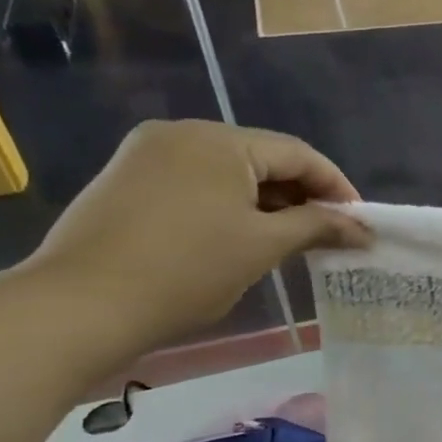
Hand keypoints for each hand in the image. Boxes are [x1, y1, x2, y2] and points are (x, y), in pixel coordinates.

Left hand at [24, 121, 372, 353]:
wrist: (77, 307)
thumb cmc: (186, 270)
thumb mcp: (264, 246)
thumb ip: (319, 227)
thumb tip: (364, 230)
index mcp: (219, 140)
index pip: (298, 154)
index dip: (337, 187)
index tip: (360, 223)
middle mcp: (182, 134)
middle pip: (263, 159)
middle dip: (302, 196)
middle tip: (329, 235)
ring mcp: (147, 156)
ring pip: (229, 173)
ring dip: (267, 204)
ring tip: (290, 241)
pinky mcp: (126, 182)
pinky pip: (196, 184)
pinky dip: (229, 207)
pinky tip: (239, 238)